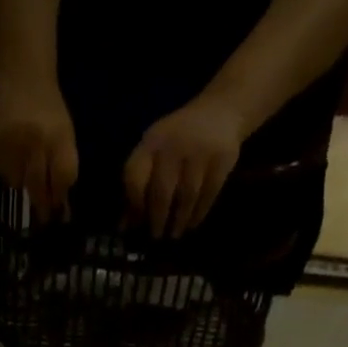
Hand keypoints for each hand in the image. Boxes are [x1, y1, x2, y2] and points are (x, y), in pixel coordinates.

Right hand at [0, 78, 79, 222]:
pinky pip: (2, 172)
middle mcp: (35, 141)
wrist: (21, 77)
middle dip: (41, 202)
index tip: (56, 211)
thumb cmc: (48, 111)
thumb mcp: (65, 135)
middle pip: (38, 187)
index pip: (62, 178)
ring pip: (17, 183)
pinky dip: (8, 169)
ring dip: (22, 181)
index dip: (59, 197)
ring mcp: (12, 142)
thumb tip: (61, 206)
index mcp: (58, 138)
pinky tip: (11, 153)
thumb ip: (64, 168)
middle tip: (42, 214)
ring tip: (24, 163)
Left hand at [123, 95, 247, 238]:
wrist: (220, 110)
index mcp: (152, 142)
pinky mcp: (222, 159)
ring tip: (174, 234)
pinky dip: (199, 213)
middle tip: (156, 236)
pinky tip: (192, 223)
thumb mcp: (154, 153)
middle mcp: (174, 145)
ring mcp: (200, 151)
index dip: (134, 205)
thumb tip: (125, 227)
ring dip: (179, 220)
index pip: (135, 177)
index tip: (137, 224)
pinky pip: (208, 194)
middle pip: (161, 192)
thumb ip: (139, 186)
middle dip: (157, 219)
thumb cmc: (177, 141)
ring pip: (186, 196)